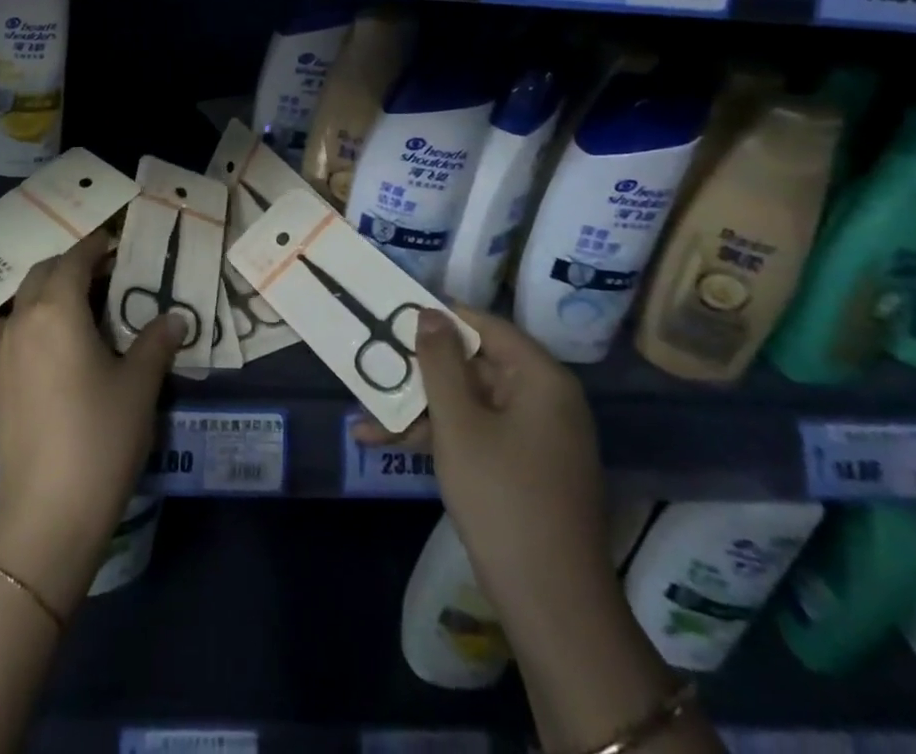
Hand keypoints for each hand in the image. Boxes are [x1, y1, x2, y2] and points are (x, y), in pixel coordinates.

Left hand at [0, 232, 182, 612]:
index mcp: (59, 309)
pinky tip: (13, 341)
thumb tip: (176, 317)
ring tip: (67, 307)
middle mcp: (23, 320)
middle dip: (72, 266)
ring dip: (40, 292)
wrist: (51, 510)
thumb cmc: (102, 437)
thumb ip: (156, 342)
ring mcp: (0, 352)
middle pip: (43, 273)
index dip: (95, 247)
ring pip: (15, 302)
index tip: (115, 244)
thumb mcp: (140, 385)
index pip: (75, 260)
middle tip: (105, 277)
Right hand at [356, 306, 609, 612]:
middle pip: (473, 366)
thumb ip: (439, 361)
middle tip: (371, 365)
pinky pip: (476, 434)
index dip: (438, 317)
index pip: (485, 325)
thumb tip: (429, 311)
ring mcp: (534, 436)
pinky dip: (438, 437)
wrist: (551, 604)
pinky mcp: (523, 468)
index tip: (392, 313)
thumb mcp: (458, 423)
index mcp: (540, 378)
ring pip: (468, 403)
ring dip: (418, 410)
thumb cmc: (502, 497)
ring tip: (364, 419)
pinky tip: (386, 444)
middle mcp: (544, 399)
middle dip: (418, 373)